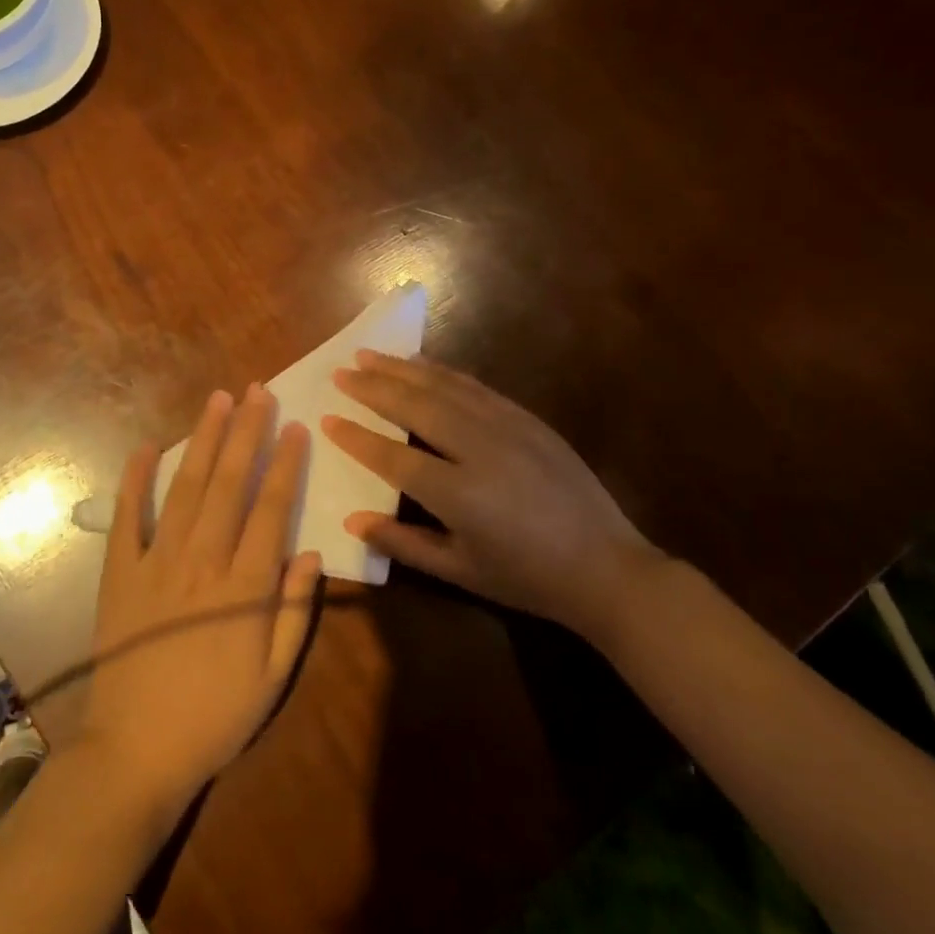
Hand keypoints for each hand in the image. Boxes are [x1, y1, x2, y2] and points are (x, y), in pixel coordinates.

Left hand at [77, 384, 322, 814]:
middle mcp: (202, 561)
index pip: (271, 509)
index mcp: (244, 587)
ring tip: (217, 401)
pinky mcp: (120, 572)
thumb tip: (310, 553)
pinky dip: (136, 480)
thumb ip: (295, 613)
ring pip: (186, 488)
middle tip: (257, 391)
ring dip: (203, 441)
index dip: (285, 464)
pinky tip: (147, 447)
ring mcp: (156, 562)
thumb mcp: (272, 678)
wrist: (135, 752)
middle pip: (229, 484)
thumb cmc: (213, 718)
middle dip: (246, 433)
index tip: (295, 426)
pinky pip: (128, 517)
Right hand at [321, 351, 663, 645]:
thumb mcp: (461, 571)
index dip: (357, 438)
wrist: (607, 567)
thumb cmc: (527, 578)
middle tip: (341, 371)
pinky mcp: (527, 419)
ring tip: (370, 355)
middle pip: (415, 407)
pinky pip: (475, 387)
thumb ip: (403, 543)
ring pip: (444, 387)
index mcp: (459, 494)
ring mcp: (507, 427)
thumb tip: (353, 520)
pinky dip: (442, 372)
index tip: (327, 419)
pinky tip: (422, 363)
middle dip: (373, 387)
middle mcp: (479, 450)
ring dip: (403, 369)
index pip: (393, 457)